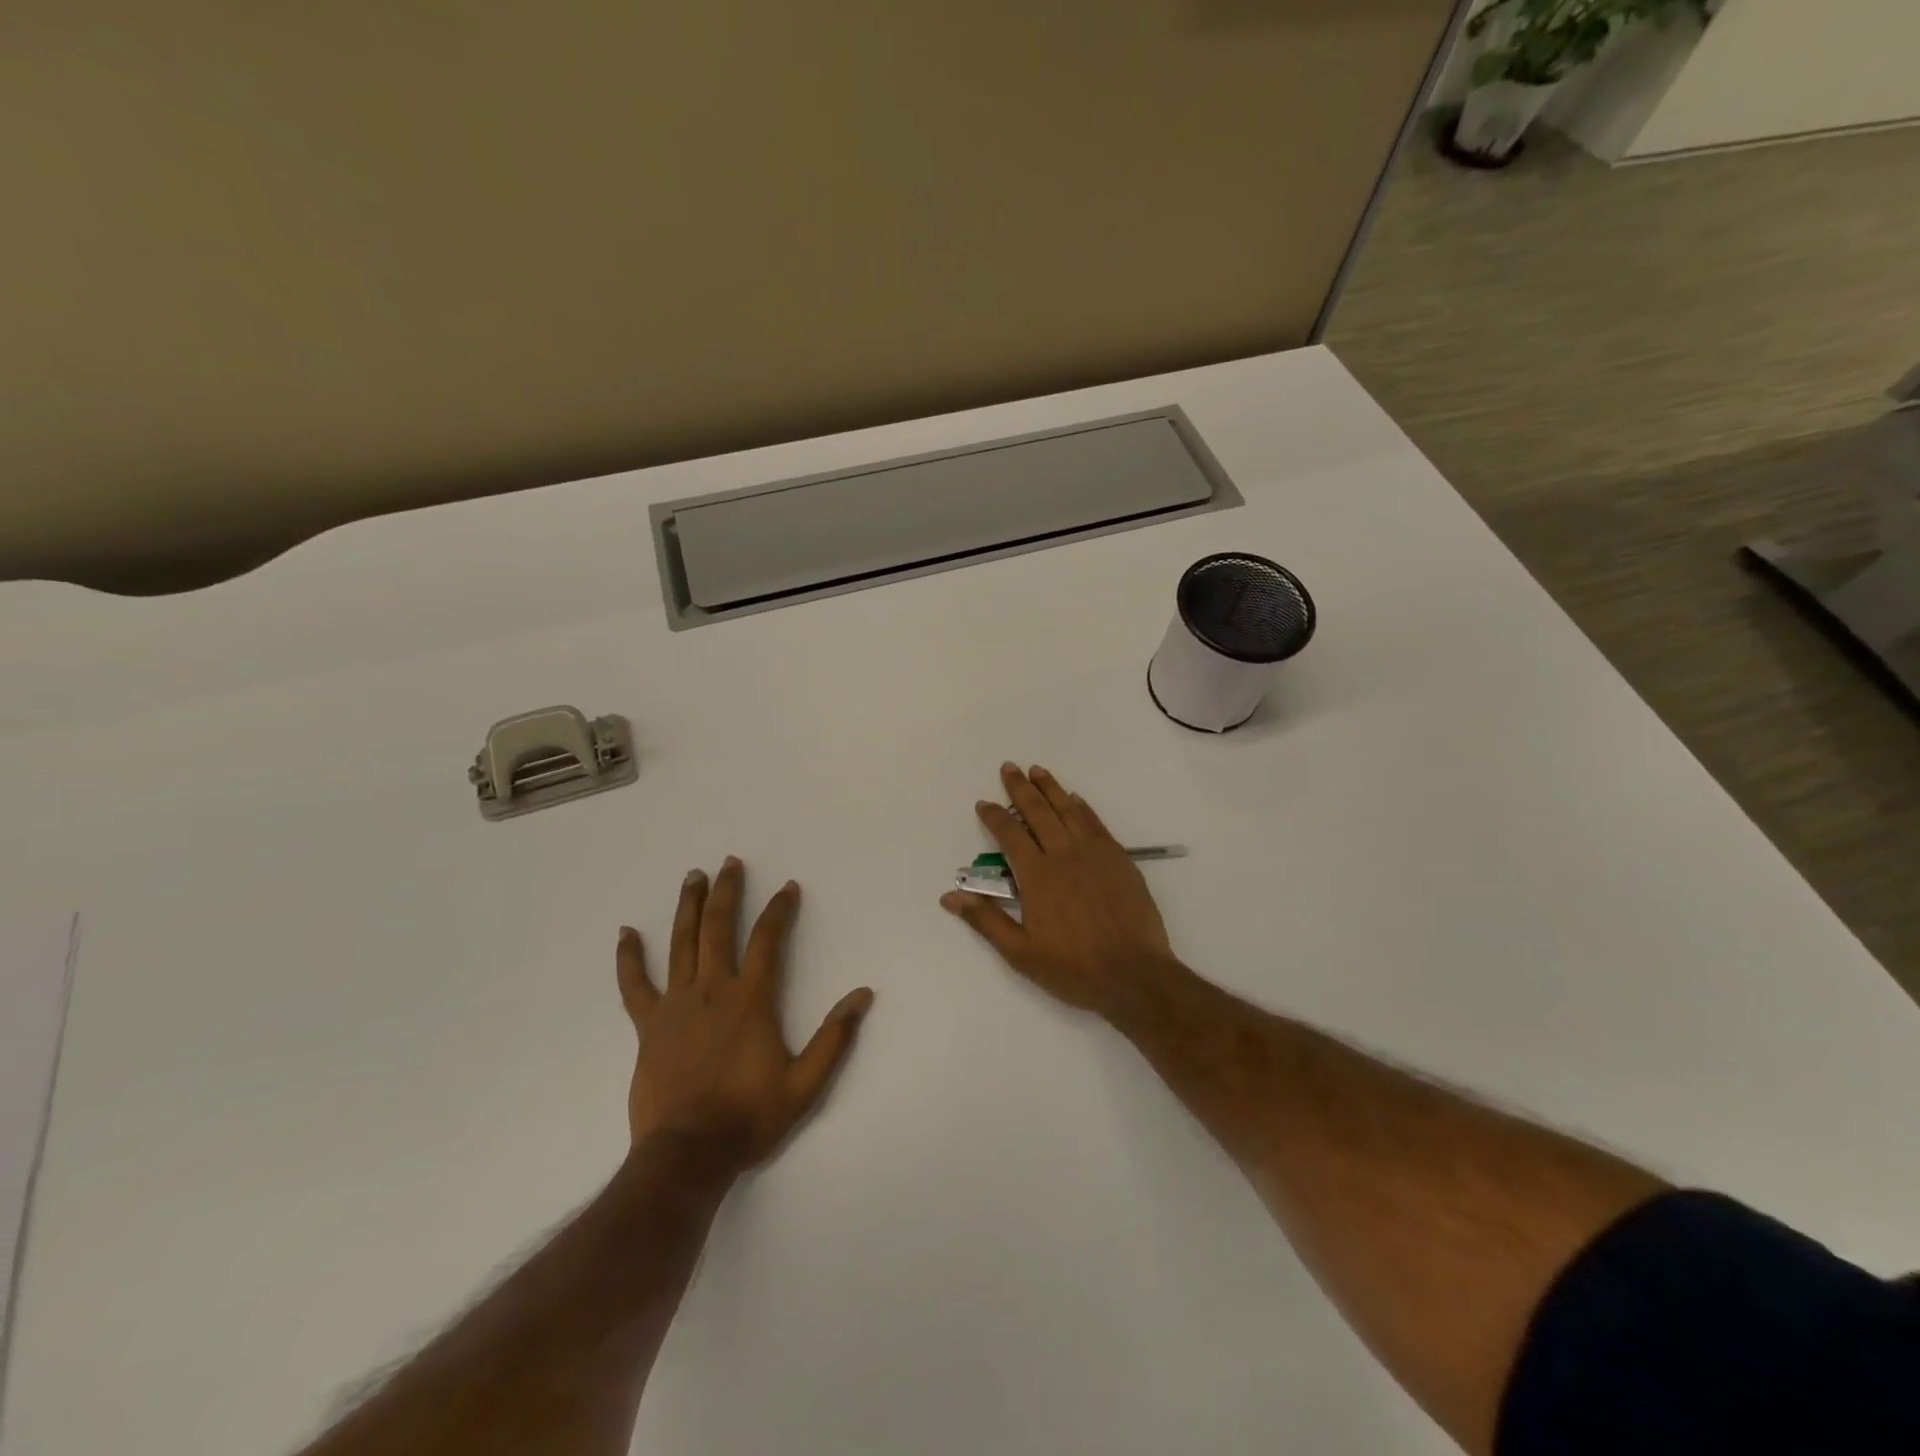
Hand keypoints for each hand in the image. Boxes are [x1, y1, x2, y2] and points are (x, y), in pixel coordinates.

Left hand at [618, 858, 873, 1170]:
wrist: (688, 1154)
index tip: (788, 887)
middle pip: (719, 928)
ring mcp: (676, 1005)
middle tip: (729, 863)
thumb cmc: (749, 1116)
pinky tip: (626, 934)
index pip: (767, 940)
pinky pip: (635, 985)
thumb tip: (864, 995)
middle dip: (726, 892)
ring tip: (692, 877)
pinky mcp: (648, 1026)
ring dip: (688, 907)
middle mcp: (713, 990)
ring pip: (681, 944)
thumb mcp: (805, 1083)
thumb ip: (835, 1037)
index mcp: (751, 999)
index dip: (779, 910)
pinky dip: (629, 958)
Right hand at [940, 764, 1184, 1016]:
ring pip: (1068, 810)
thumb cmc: (1073, 968)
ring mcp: (1094, 854)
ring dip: (1051, 788)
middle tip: (1010, 767)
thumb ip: (986, 920)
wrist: (1134, 975)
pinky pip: (1096, 824)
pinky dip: (1083, 808)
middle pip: (1038, 812)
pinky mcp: (1119, 859)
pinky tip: (1075, 799)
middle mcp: (1063, 855)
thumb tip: (950, 896)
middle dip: (1021, 788)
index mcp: (1037, 876)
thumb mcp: (1020, 952)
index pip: (1009, 835)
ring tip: (1038, 770)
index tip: (984, 803)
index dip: (994, 816)